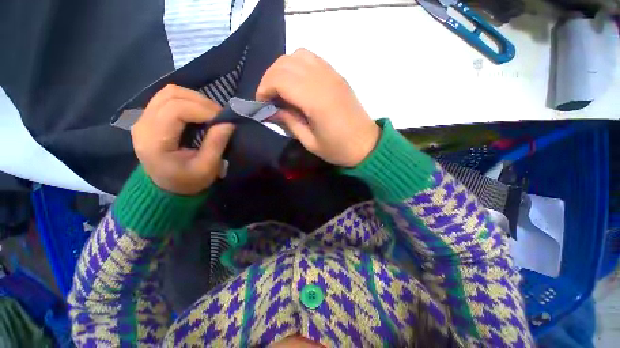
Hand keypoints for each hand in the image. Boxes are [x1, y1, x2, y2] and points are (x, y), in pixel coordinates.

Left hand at [131, 85, 234, 194]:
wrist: (167, 187)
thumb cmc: (187, 181)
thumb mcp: (206, 168)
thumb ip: (216, 144)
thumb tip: (228, 123)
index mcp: (154, 140)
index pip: (176, 109)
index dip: (203, 110)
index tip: (223, 120)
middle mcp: (143, 124)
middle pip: (171, 95)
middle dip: (201, 102)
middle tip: (219, 116)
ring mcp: (143, 118)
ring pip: (169, 92)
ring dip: (195, 99)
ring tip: (211, 113)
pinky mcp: (149, 117)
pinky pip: (168, 98)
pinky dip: (188, 101)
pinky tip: (199, 113)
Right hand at [256, 48, 379, 166]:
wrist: (366, 144)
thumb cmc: (338, 149)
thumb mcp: (310, 142)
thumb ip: (289, 122)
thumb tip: (272, 109)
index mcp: (317, 100)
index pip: (280, 79)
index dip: (264, 88)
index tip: (261, 104)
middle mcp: (324, 80)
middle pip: (286, 63)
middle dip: (269, 78)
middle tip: (268, 98)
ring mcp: (332, 75)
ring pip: (298, 55)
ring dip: (283, 69)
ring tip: (281, 89)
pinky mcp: (337, 75)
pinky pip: (312, 59)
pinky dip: (297, 65)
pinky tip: (297, 83)